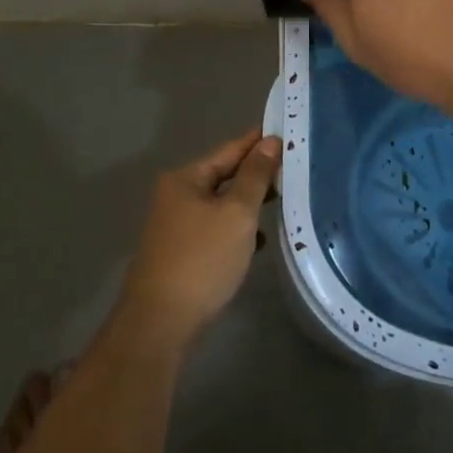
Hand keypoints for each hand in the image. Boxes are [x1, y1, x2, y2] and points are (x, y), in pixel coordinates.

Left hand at [118, 129, 281, 347]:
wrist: (160, 323)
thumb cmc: (202, 259)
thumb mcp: (236, 213)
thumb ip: (255, 176)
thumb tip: (269, 142)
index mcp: (185, 178)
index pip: (229, 149)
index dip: (257, 141)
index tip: (285, 130)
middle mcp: (176, 195)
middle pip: (223, 175)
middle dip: (256, 173)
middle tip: (292, 166)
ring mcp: (176, 225)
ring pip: (221, 203)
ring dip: (248, 202)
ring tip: (282, 199)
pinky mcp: (182, 252)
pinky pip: (216, 228)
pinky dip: (237, 228)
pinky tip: (258, 239)